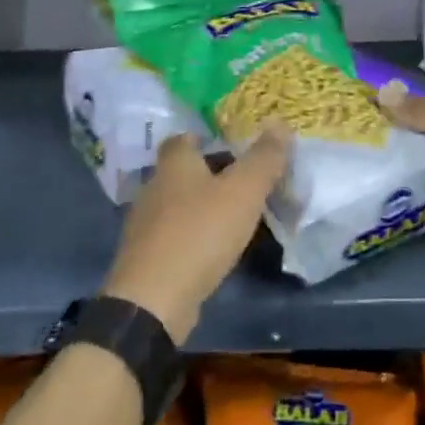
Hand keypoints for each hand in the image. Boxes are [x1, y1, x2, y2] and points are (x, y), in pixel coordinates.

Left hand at [101, 124, 289, 342]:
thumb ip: (264, 157)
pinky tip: (212, 248)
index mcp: (174, 164)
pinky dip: (192, 236)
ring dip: (201, 207)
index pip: (183, 138)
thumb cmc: (200, 233)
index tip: (231, 145)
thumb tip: (280, 123)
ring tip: (234, 216)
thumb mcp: (243, 191)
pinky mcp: (145, 258)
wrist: (153, 302)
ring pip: (177, 205)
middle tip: (243, 180)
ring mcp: (145, 225)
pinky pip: (173, 236)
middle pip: (181, 171)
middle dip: (209, 173)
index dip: (205, 138)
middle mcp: (154, 188)